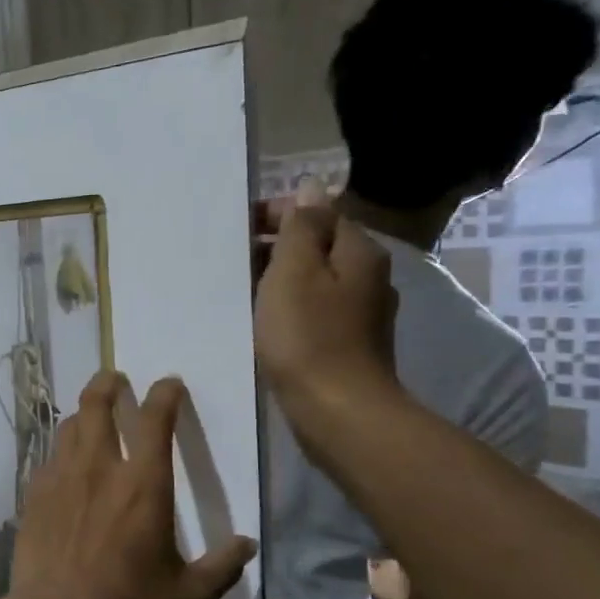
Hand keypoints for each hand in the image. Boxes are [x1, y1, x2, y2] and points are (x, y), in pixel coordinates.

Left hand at [7, 372, 256, 598]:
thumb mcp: (189, 597)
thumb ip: (220, 568)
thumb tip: (247, 546)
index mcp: (143, 485)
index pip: (155, 421)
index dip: (164, 395)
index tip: (169, 384)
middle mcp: (99, 469)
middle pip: (98, 406)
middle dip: (107, 384)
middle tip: (114, 378)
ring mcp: (61, 479)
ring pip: (69, 427)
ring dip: (82, 413)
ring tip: (90, 414)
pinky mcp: (34, 496)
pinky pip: (48, 458)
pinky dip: (60, 450)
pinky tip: (64, 462)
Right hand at [254, 192, 400, 415]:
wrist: (336, 411)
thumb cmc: (308, 336)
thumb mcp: (294, 271)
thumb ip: (300, 227)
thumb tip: (311, 187)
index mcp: (359, 252)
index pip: (319, 213)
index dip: (277, 213)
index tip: (237, 228)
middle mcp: (367, 277)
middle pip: (317, 246)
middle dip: (275, 247)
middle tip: (232, 261)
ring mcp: (360, 314)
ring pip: (314, 280)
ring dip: (279, 279)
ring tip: (241, 290)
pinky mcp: (346, 344)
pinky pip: (312, 310)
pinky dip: (287, 307)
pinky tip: (264, 321)